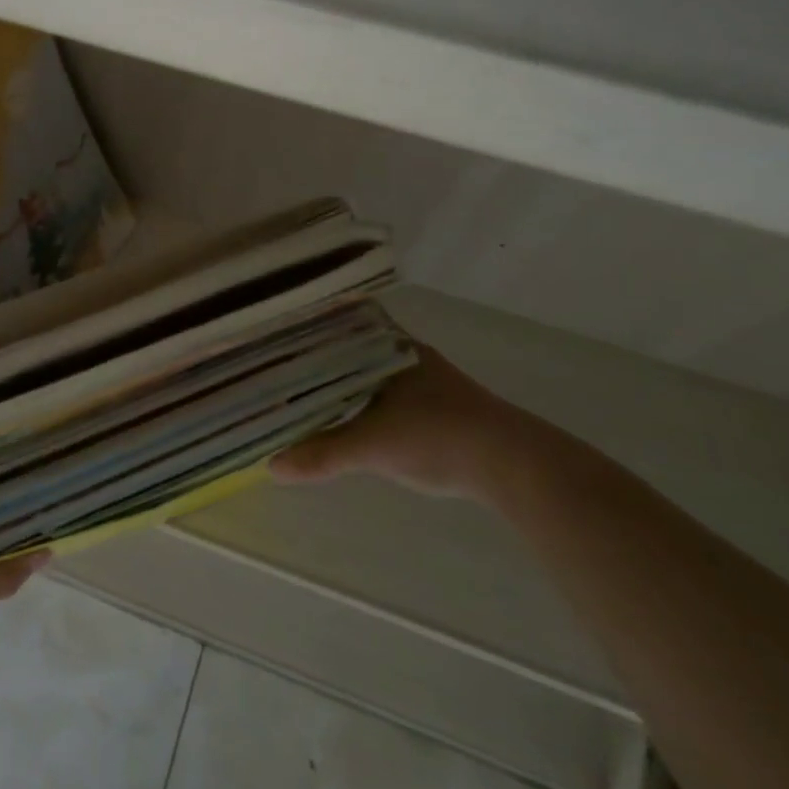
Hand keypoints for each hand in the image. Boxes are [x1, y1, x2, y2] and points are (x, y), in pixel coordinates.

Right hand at [270, 343, 537, 499]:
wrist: (515, 465)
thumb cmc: (440, 436)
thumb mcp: (373, 446)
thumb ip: (323, 453)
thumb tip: (273, 467)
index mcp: (389, 346)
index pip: (339, 322)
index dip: (306, 327)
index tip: (274, 336)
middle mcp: (404, 354)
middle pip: (348, 348)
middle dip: (315, 358)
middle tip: (277, 368)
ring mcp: (422, 379)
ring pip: (365, 371)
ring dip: (338, 381)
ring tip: (300, 392)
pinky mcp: (434, 405)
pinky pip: (381, 392)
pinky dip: (358, 400)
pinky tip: (344, 416)